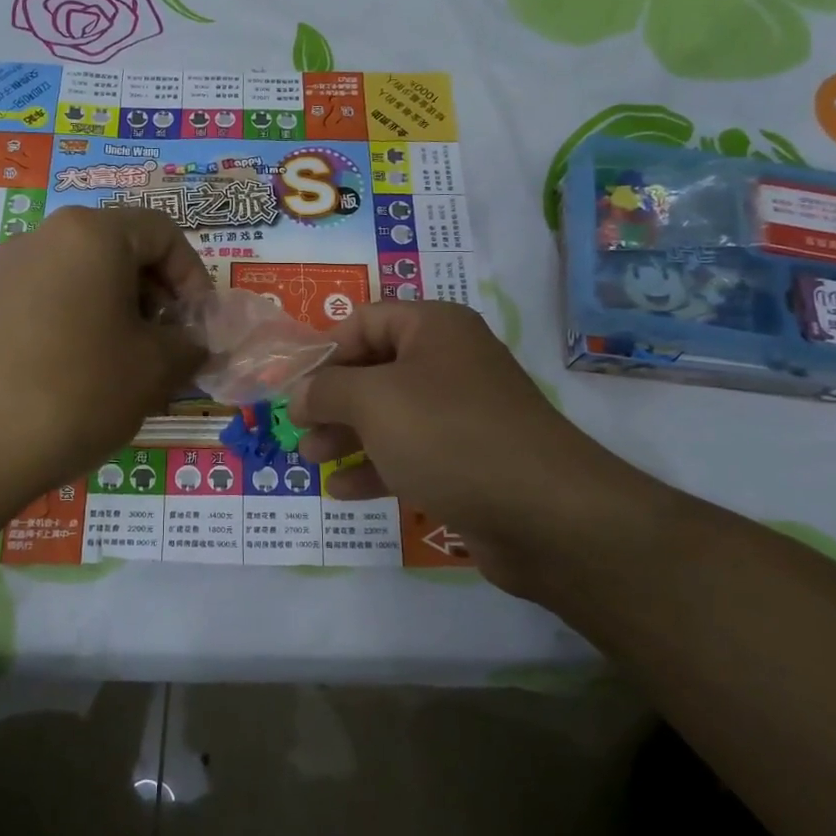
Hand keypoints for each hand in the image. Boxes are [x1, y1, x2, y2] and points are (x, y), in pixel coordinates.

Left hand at [0, 207, 208, 528]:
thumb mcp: (153, 370)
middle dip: (154, 297)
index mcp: (91, 234)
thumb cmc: (75, 392)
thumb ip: (189, 345)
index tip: (197, 326)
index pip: (162, 232)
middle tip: (165, 349)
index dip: (193, 277)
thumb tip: (194, 343)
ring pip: (81, 278)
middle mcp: (42, 237)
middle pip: (119, 250)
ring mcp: (3, 271)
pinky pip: (45, 302)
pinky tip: (74, 379)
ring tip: (122, 370)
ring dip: (116, 314)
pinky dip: (75, 326)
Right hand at [288, 301, 671, 601]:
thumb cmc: (450, 435)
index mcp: (434, 328)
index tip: (290, 384)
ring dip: (347, 435)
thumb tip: (300, 392)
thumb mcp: (375, 401)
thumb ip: (328, 390)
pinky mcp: (467, 462)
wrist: (545, 514)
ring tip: (311, 459)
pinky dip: (375, 467)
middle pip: (375, 369)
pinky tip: (343, 491)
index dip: (324, 350)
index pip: (365, 321)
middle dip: (332, 398)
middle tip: (297, 428)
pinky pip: (410, 454)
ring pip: (390, 415)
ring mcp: (461, 415)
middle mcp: (449, 363)